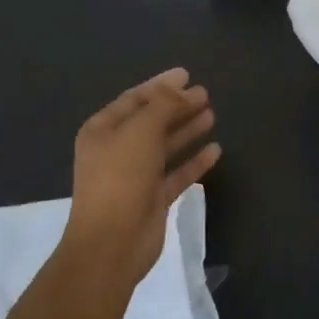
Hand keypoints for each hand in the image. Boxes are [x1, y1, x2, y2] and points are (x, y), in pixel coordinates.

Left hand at [65, 68, 220, 285]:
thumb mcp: (141, 131)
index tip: (187, 74)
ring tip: (212, 114)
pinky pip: (176, 173)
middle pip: (151, 120)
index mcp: (102, 130)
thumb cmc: (121, 177)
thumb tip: (183, 89)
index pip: (134, 99)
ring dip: (187, 129)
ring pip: (165, 146)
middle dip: (177, 106)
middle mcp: (117, 150)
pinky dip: (194, 161)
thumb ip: (163, 105)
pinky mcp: (153, 199)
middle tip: (205, 93)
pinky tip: (215, 150)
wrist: (112, 243)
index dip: (160, 85)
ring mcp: (135, 176)